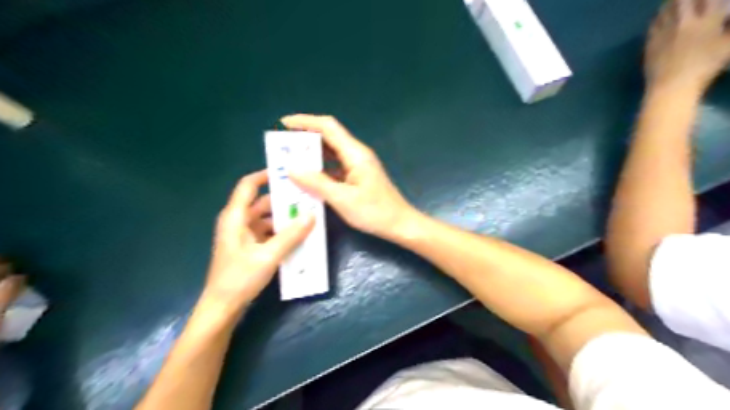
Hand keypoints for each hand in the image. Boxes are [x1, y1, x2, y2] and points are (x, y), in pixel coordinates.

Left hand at [202, 171, 313, 314]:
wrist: (222, 308)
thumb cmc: (239, 279)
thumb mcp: (268, 256)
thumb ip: (291, 235)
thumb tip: (312, 215)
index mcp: (235, 217)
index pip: (248, 185)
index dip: (265, 175)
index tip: (287, 172)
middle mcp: (237, 222)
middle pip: (261, 202)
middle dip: (283, 200)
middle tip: (306, 197)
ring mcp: (242, 235)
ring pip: (266, 218)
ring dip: (284, 218)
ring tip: (307, 216)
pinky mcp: (248, 247)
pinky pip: (266, 232)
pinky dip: (280, 232)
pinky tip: (297, 236)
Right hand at [281, 113, 416, 240]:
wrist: (400, 224)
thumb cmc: (375, 212)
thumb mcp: (342, 199)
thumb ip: (317, 183)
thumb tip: (292, 168)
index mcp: (355, 154)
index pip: (328, 127)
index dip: (305, 121)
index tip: (284, 124)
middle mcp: (356, 155)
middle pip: (328, 137)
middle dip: (305, 139)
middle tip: (282, 147)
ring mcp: (358, 166)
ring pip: (331, 153)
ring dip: (311, 155)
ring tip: (290, 162)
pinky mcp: (358, 177)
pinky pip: (335, 167)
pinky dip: (320, 170)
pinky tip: (308, 179)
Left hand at [646, 0, 729, 91]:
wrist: (671, 86)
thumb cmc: (704, 68)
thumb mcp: (728, 46)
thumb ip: (729, 30)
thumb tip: (724, 22)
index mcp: (707, 20)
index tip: (707, 1)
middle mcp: (684, 22)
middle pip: (682, 0)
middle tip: (686, 0)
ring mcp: (663, 33)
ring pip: (664, 10)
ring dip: (670, 4)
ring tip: (674, 2)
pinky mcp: (649, 44)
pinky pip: (652, 25)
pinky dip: (657, 18)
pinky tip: (659, 18)